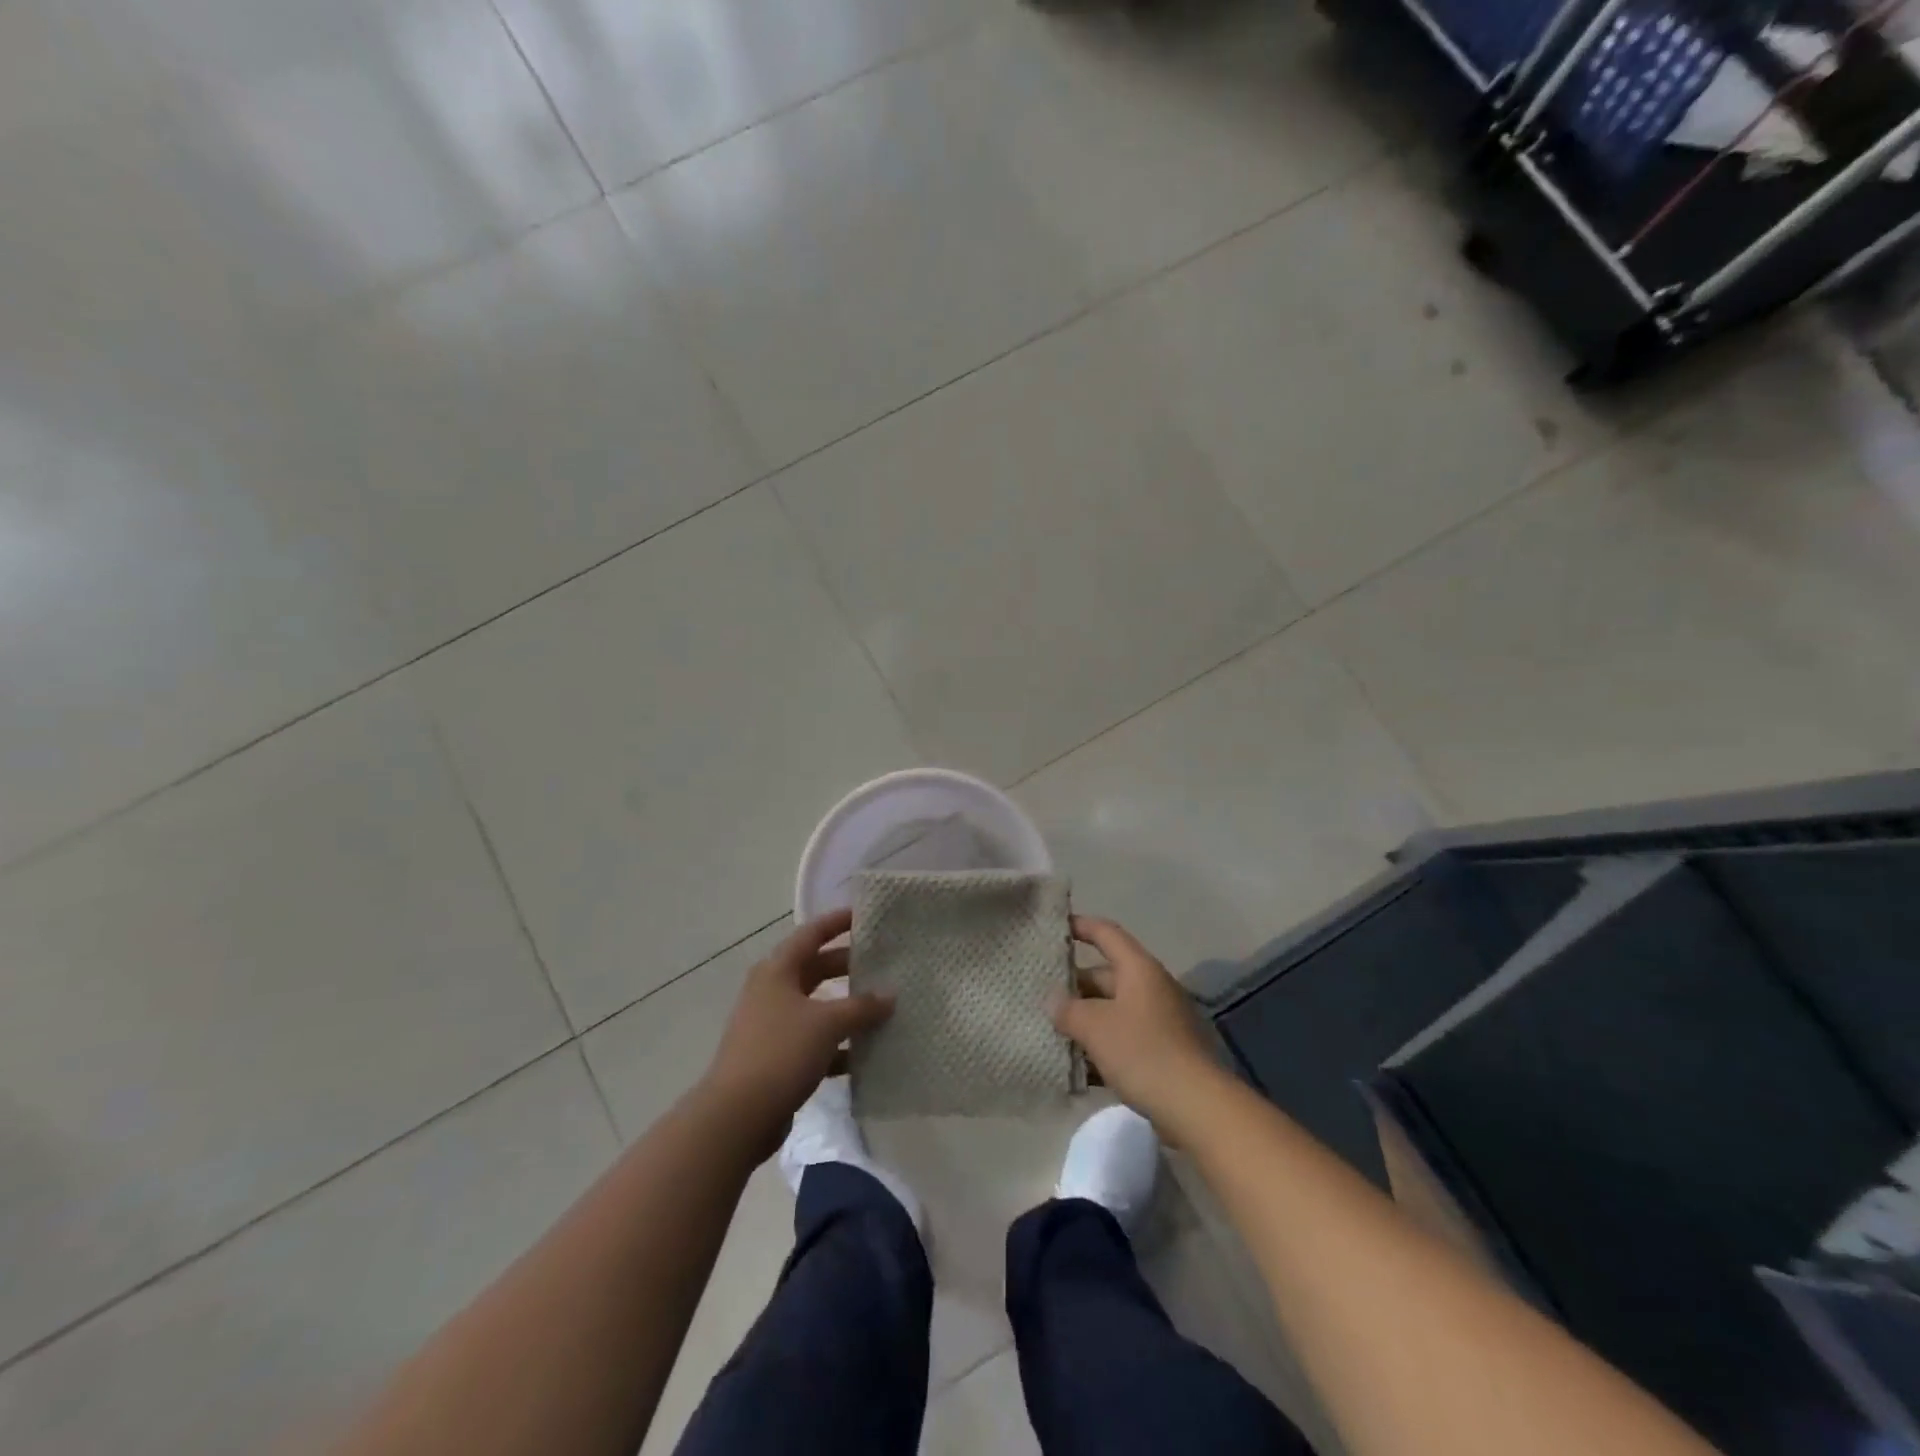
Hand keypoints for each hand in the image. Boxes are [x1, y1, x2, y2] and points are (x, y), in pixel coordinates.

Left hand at [699, 910, 892, 1156]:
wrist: (737, 1116)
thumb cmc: (781, 1052)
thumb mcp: (827, 1023)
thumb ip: (862, 1007)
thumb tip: (890, 995)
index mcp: (777, 971)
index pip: (811, 934)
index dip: (837, 922)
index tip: (865, 915)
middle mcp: (772, 992)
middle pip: (815, 969)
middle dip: (848, 966)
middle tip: (883, 963)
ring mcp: (772, 1026)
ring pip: (817, 1007)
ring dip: (846, 1008)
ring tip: (883, 1007)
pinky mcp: (776, 1059)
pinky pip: (814, 1042)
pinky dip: (838, 1045)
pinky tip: (866, 1054)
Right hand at [1053, 916, 1221, 1133]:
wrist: (1195, 1106)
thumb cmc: (1142, 1052)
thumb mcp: (1095, 1026)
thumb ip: (1068, 1009)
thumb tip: (1054, 1001)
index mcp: (1139, 969)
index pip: (1106, 933)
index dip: (1080, 926)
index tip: (1054, 927)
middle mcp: (1151, 988)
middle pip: (1106, 975)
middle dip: (1073, 985)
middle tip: (1040, 995)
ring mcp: (1159, 1021)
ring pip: (1112, 1011)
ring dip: (1084, 1020)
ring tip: (1051, 1031)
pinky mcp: (1162, 1052)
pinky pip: (1123, 1039)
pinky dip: (1100, 1047)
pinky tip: (1075, 1067)